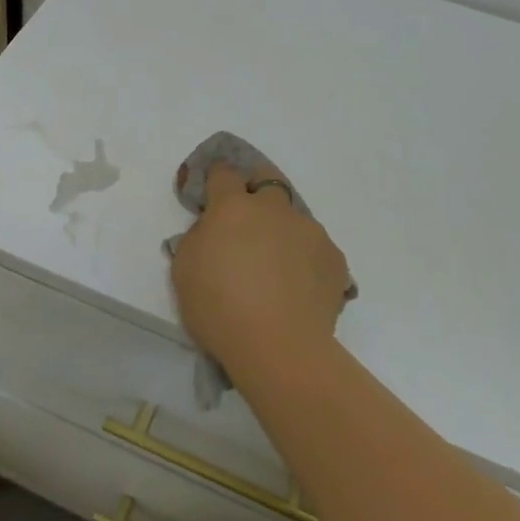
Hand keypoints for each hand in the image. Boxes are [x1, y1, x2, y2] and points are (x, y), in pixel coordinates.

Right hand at [170, 162, 350, 373]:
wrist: (279, 347)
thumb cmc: (219, 307)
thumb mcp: (184, 269)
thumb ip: (198, 237)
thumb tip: (213, 230)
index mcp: (233, 207)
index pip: (223, 173)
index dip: (216, 179)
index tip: (211, 193)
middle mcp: (274, 209)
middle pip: (267, 178)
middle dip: (256, 186)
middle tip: (246, 218)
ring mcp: (310, 231)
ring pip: (294, 217)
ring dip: (282, 230)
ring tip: (276, 268)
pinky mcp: (335, 258)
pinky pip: (315, 248)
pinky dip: (304, 259)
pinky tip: (297, 288)